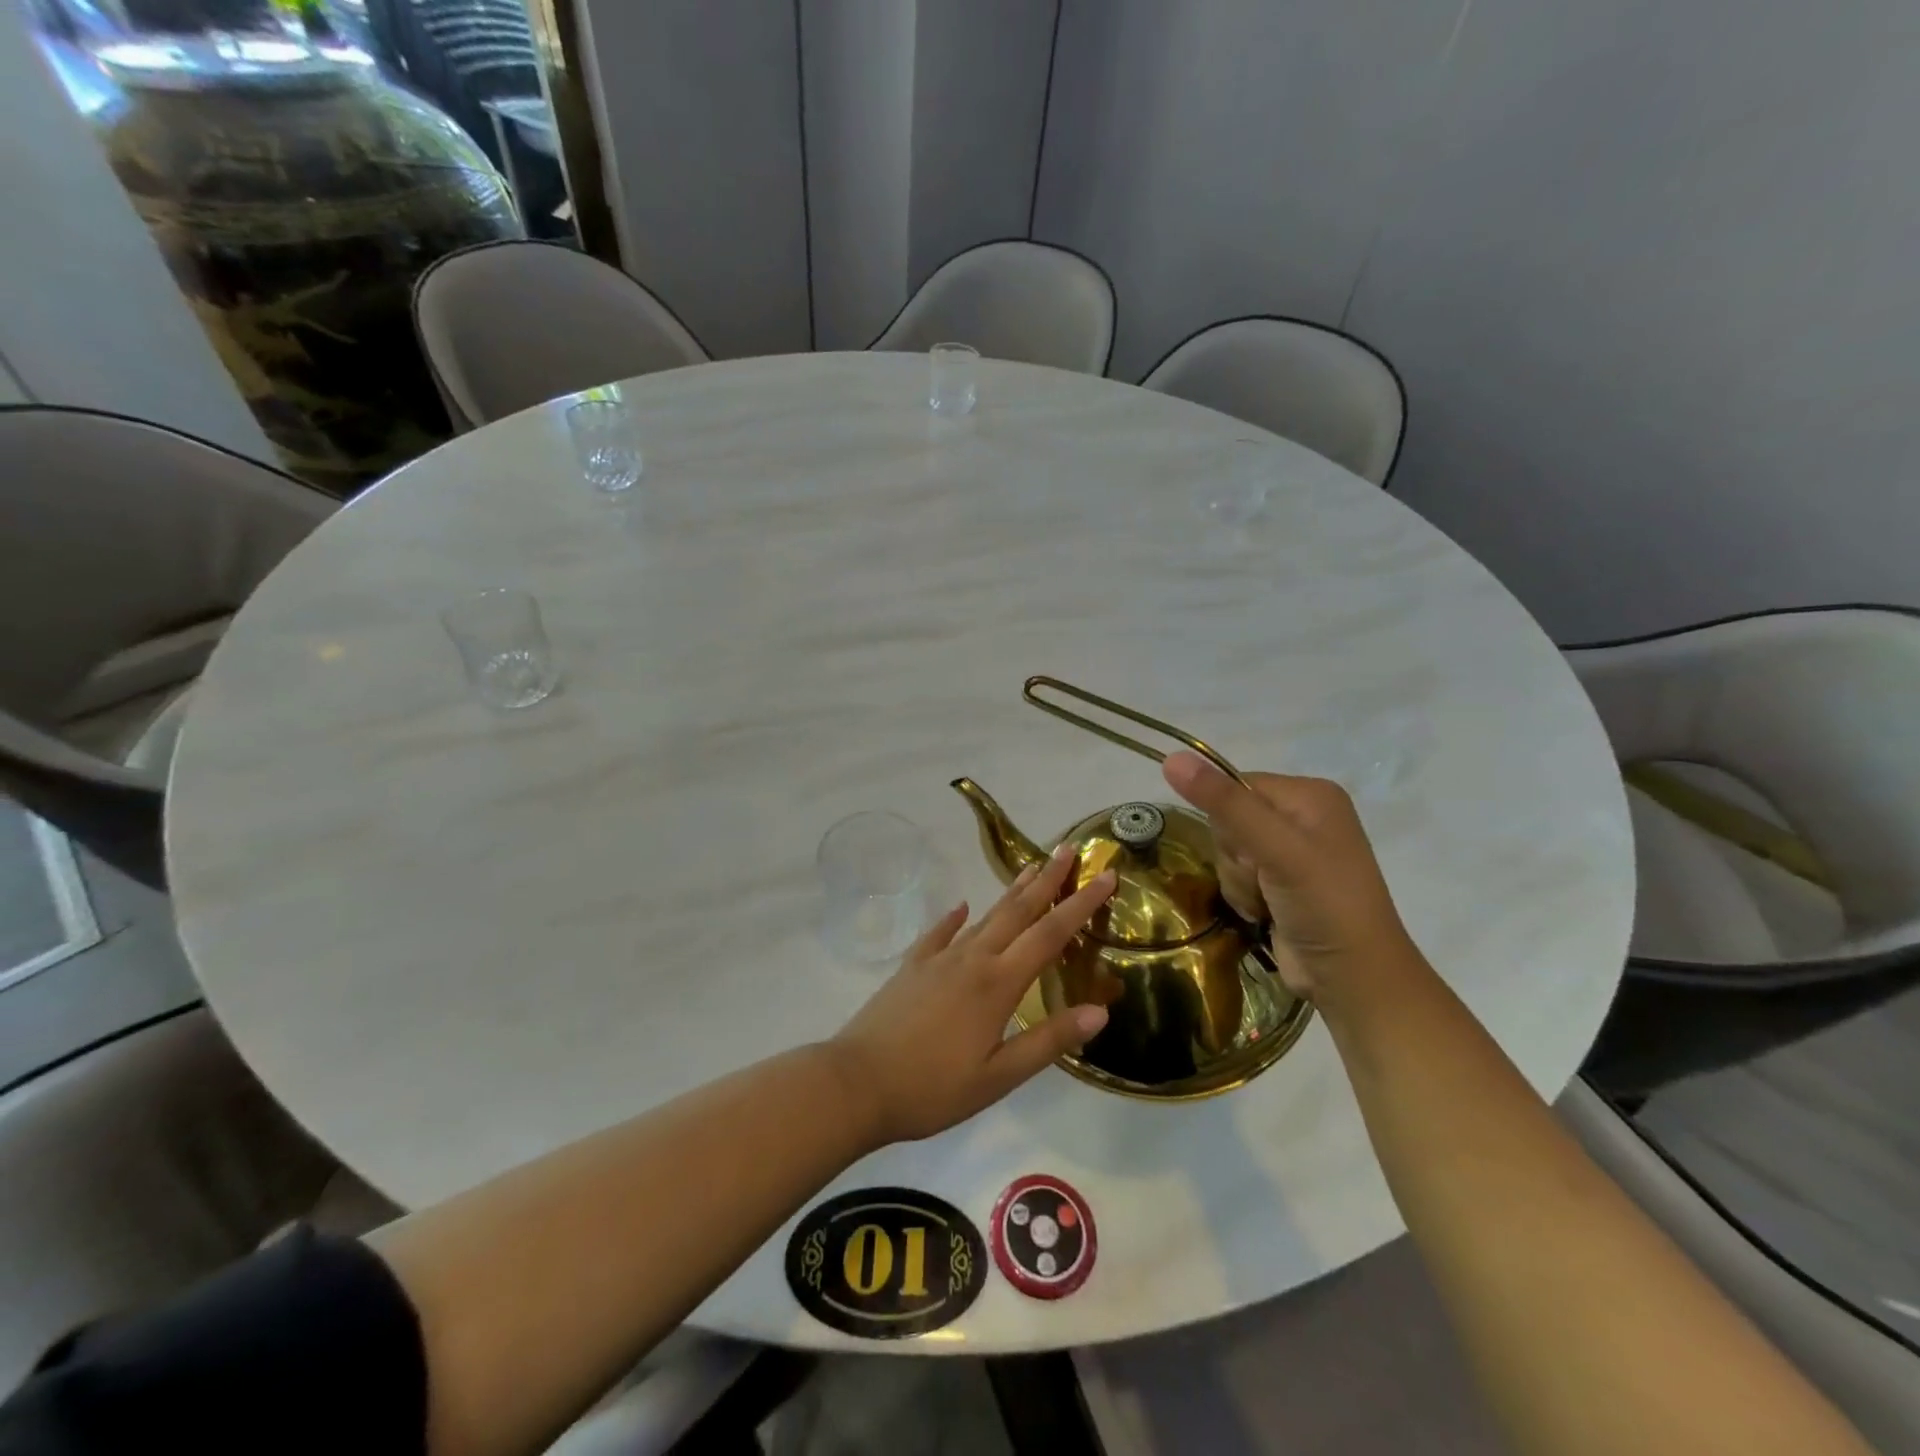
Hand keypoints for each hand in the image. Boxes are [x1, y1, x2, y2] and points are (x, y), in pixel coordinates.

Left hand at [830, 846, 1115, 1145]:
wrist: (856, 1083)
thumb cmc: (933, 1087)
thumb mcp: (999, 1077)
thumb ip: (1049, 1041)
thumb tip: (1100, 1011)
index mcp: (998, 984)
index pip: (1050, 934)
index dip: (1081, 904)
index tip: (1106, 875)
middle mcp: (972, 959)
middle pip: (1017, 912)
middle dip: (1046, 880)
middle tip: (1068, 850)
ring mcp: (938, 959)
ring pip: (983, 917)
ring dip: (1011, 893)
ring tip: (1030, 868)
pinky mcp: (912, 967)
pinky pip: (939, 933)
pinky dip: (954, 917)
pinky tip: (961, 907)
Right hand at [1162, 752, 1421, 1015]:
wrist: (1352, 979)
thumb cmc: (1324, 904)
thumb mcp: (1275, 849)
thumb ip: (1224, 804)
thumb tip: (1171, 759)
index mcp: (1310, 794)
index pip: (1235, 785)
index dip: (1229, 820)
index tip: (1252, 851)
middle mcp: (1301, 816)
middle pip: (1228, 820)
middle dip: (1236, 856)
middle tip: (1266, 880)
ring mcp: (1290, 852)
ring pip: (1227, 852)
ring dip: (1239, 881)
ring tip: (1268, 902)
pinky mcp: (1279, 883)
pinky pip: (1236, 875)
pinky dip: (1243, 896)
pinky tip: (1265, 913)